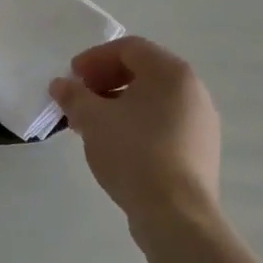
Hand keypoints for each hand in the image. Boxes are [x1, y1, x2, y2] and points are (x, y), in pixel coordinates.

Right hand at [49, 37, 221, 237]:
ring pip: (153, 100)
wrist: (176, 214)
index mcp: (171, 73)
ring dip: (118, 103)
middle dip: (105, 81)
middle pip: (143, 72)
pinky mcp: (200, 150)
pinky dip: (136, 123)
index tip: (72, 77)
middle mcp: (193, 91)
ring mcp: (201, 122)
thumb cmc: (133, 153)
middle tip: (79, 97)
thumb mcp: (92, 119)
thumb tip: (61, 85)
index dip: (94, 58)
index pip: (129, 48)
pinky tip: (115, 144)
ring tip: (91, 124)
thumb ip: (73, 95)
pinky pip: (164, 123)